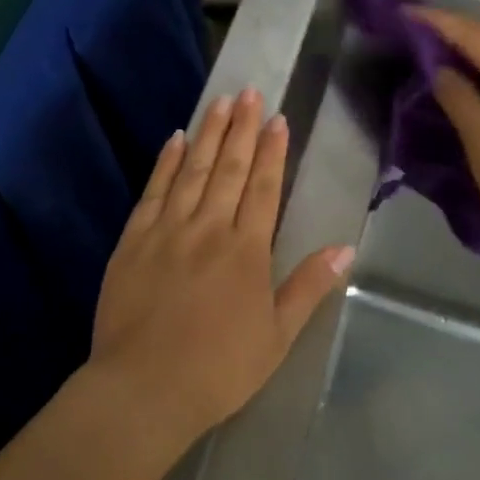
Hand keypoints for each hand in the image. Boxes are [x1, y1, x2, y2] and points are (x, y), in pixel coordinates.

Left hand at [88, 89, 353, 442]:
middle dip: (241, 128)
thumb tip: (345, 248)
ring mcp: (167, 230)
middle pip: (228, 168)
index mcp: (246, 250)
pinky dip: (166, 162)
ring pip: (192, 170)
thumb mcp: (277, 336)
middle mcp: (209, 228)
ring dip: (207, 133)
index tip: (277, 119)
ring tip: (220, 101)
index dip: (271, 151)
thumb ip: (309, 287)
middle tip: (249, 91)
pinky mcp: (134, 240)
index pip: (262, 188)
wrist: (144, 388)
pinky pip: (154, 191)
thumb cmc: (219, 368)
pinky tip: (174, 139)